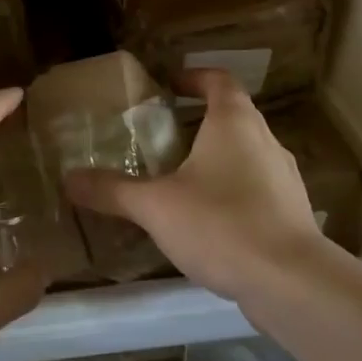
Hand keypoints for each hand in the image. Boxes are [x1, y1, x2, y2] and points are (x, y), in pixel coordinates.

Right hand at [63, 68, 329, 302]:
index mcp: (234, 122)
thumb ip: (112, 190)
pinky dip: (232, 190)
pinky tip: (209, 219)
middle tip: (162, 136)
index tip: (169, 86)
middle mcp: (265, 140)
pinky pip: (257, 187)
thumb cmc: (221, 224)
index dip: (193, 78)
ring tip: (181, 178)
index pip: (219, 80)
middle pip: (233, 116)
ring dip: (217, 157)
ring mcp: (284, 177)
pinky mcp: (293, 212)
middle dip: (199, 121)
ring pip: (246, 153)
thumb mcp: (156, 206)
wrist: (291, 282)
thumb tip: (68, 178)